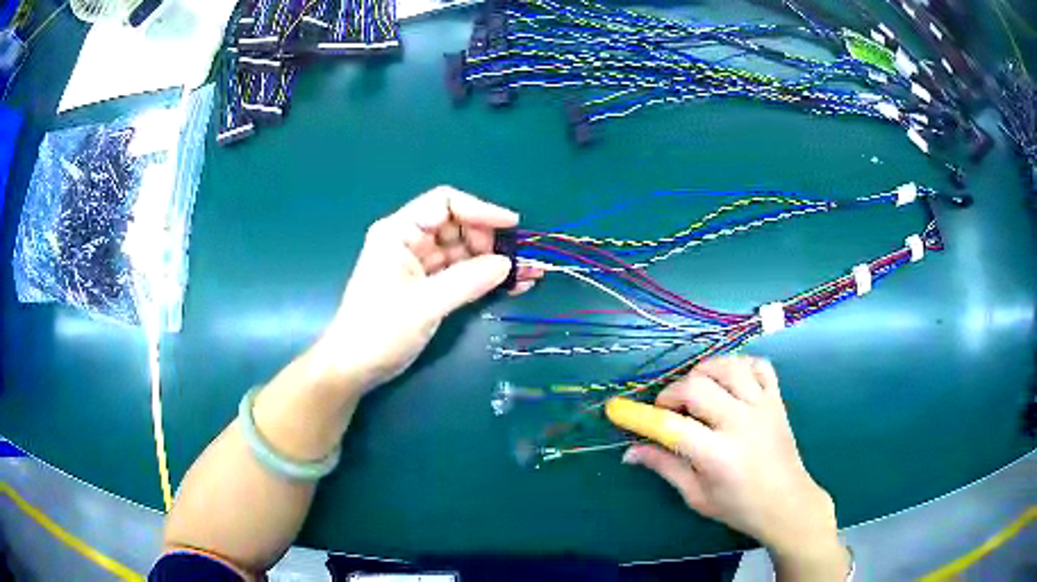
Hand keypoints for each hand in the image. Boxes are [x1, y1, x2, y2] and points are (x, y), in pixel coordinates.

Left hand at [311, 186, 541, 394]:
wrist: (355, 367)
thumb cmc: (378, 330)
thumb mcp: (424, 305)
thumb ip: (467, 281)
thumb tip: (507, 264)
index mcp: (399, 232)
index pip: (444, 204)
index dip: (480, 210)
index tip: (511, 226)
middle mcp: (409, 241)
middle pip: (457, 225)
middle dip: (490, 239)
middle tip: (518, 260)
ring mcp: (419, 264)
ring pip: (463, 251)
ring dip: (493, 260)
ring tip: (528, 272)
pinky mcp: (427, 286)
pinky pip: (461, 273)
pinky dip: (484, 277)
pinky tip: (513, 284)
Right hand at [621, 356, 848, 578]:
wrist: (788, 503)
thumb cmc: (739, 507)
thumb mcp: (697, 496)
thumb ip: (665, 467)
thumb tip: (630, 451)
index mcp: (718, 455)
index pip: (671, 426)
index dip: (640, 417)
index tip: (618, 410)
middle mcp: (741, 423)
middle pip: (697, 387)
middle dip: (672, 394)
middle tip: (668, 412)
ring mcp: (763, 407)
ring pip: (728, 367)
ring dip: (704, 373)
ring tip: (698, 392)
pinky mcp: (778, 399)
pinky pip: (760, 365)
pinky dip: (740, 366)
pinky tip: (730, 382)